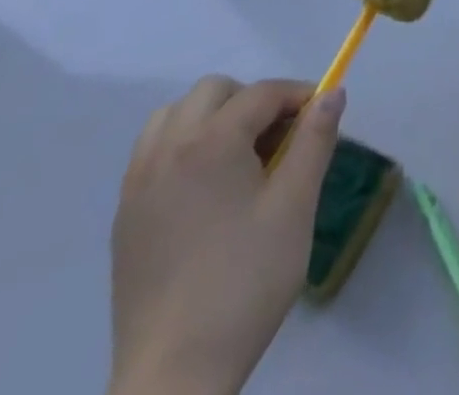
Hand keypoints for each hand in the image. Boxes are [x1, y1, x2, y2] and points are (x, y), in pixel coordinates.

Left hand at [109, 76, 345, 394]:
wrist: (174, 376)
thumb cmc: (245, 282)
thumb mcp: (295, 206)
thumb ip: (315, 140)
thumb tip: (333, 93)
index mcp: (210, 142)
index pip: (262, 93)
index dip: (298, 96)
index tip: (322, 118)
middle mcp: (167, 149)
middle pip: (214, 91)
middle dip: (252, 101)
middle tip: (280, 141)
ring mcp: (138, 184)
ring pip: (175, 116)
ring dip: (212, 119)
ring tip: (240, 159)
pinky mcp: (124, 217)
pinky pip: (153, 152)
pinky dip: (183, 147)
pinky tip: (207, 189)